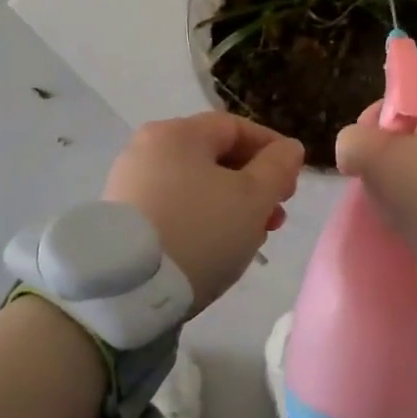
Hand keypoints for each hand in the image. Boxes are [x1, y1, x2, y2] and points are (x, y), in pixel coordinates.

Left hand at [103, 112, 304, 309]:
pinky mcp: (122, 218)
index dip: (272, 149)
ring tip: (252, 239)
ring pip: (196, 186)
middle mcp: (147, 149)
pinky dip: (202, 221)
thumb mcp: (253, 198)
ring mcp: (130, 184)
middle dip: (254, 185)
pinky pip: (174, 208)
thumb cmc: (199, 231)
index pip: (236, 127)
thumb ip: (278, 168)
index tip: (294, 181)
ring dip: (232, 207)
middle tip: (276, 216)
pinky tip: (217, 249)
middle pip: (215, 158)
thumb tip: (289, 148)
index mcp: (177, 133)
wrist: (126, 290)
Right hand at [335, 92, 416, 263]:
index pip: (411, 96)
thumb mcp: (371, 153)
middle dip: (384, 149)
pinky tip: (400, 216)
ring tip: (382, 197)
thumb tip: (351, 152)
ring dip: (396, 178)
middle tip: (369, 169)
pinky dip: (412, 201)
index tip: (364, 136)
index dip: (382, 110)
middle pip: (412, 133)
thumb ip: (351, 140)